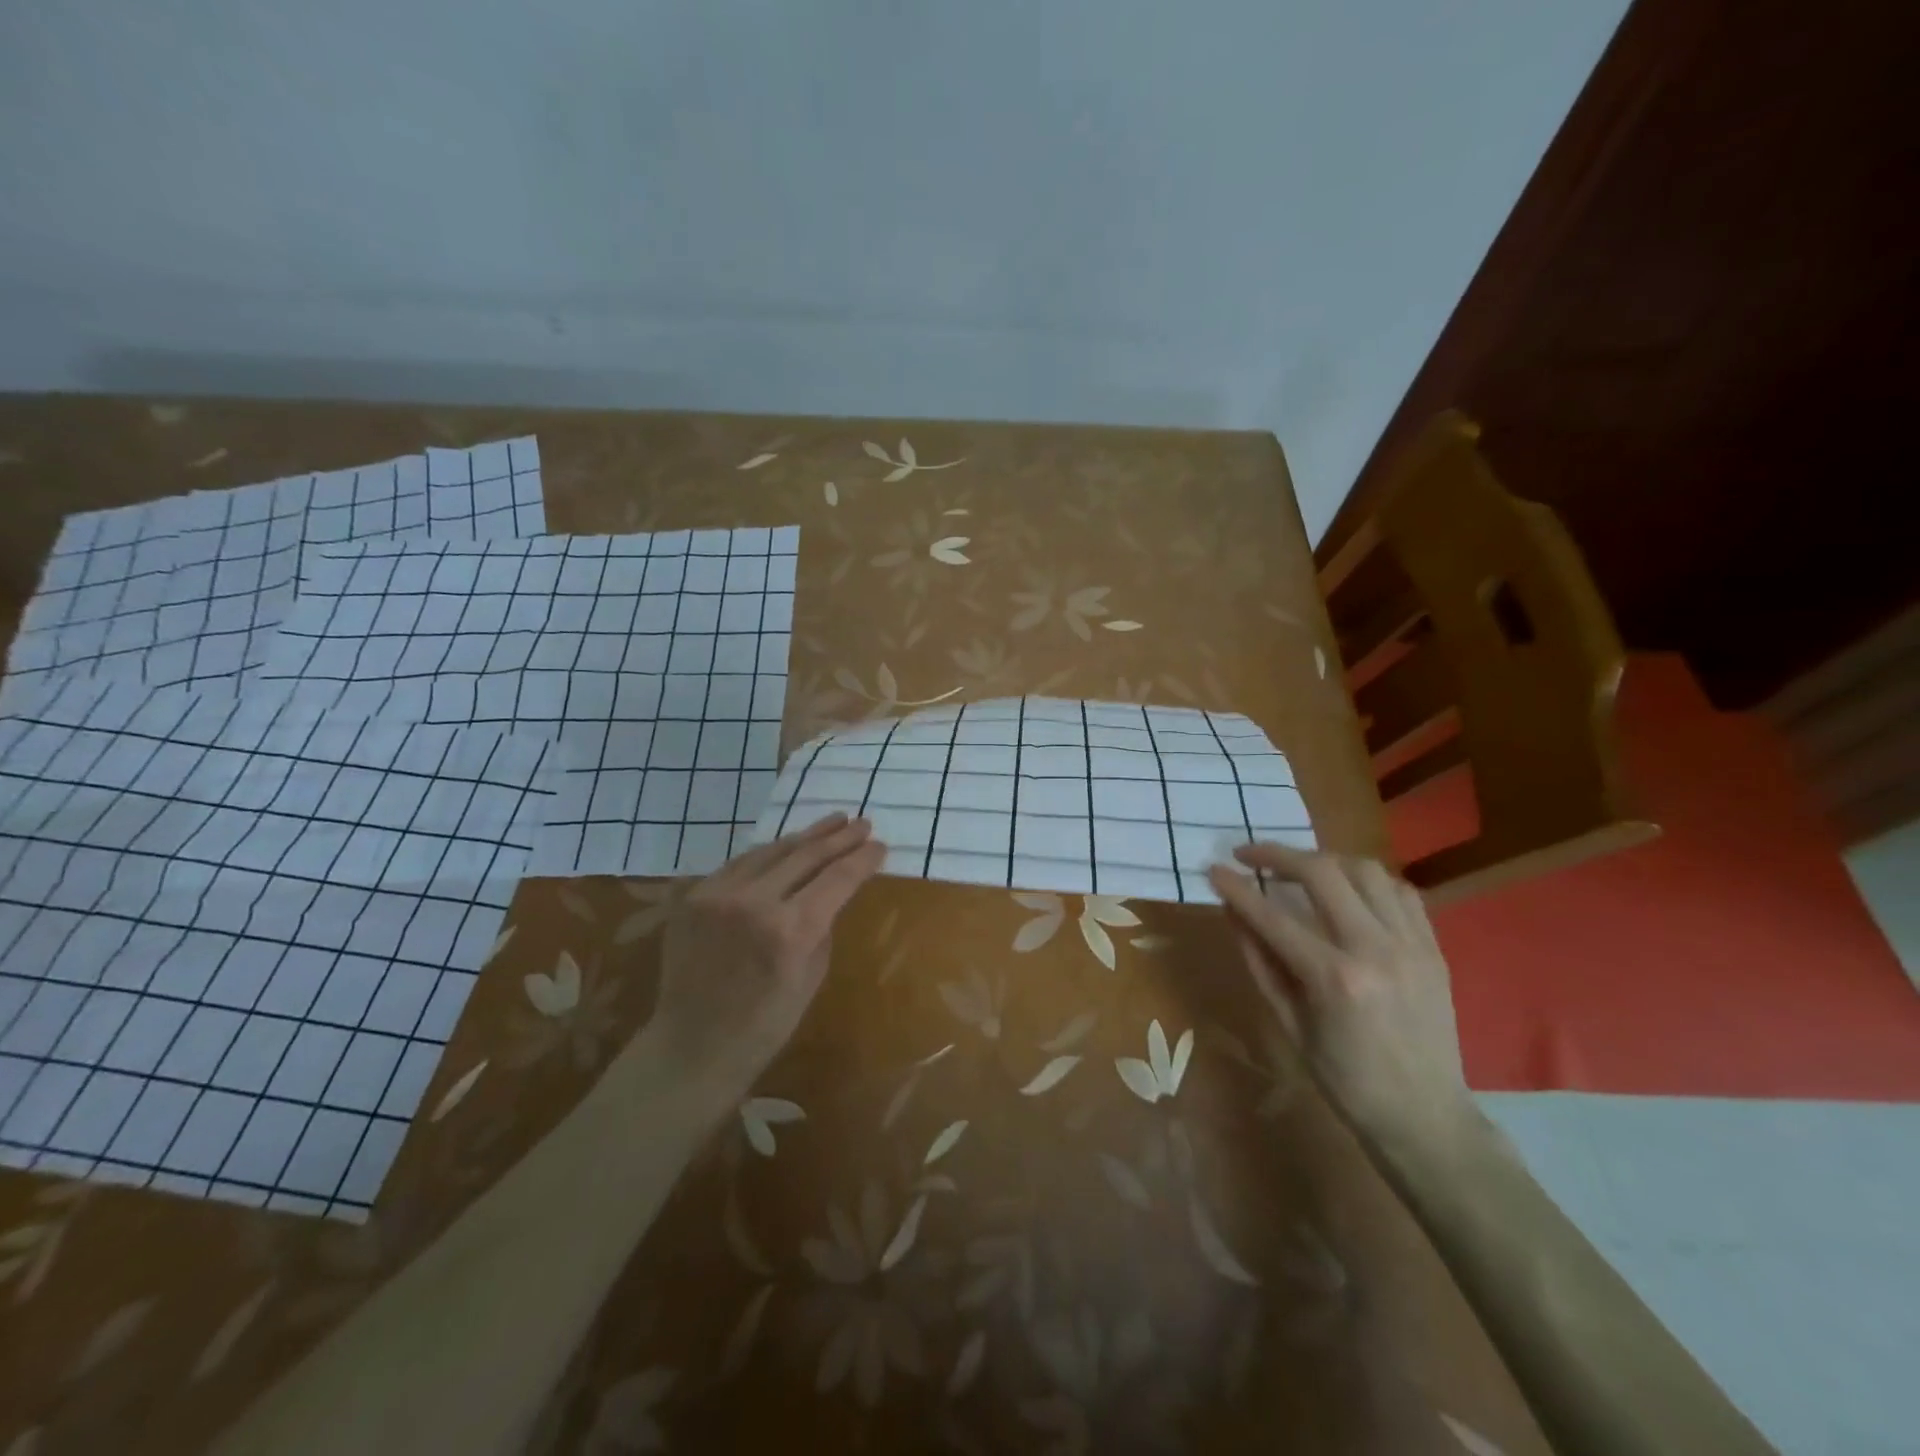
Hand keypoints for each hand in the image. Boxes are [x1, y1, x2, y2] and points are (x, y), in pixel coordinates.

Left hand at [650, 814, 885, 1095]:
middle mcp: (754, 902)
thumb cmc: (766, 1024)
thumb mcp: (812, 975)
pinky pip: (739, 864)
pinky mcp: (694, 896)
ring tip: (831, 823)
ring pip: (771, 850)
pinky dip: (768, 853)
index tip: (880, 845)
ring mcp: (718, 894)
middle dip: (839, 837)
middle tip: (862, 823)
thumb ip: (824, 925)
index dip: (863, 858)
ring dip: (805, 837)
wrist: (693, 1046)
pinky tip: (786, 846)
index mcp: (791, 930)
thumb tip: (832, 891)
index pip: (838, 878)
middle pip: (806, 855)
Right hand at [1207, 844, 1475, 1160]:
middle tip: (1249, 854)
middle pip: (1322, 872)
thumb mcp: (1289, 1024)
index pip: (1272, 915)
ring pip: (1365, 869)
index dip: (1237, 888)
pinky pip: (1399, 891)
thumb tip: (1234, 913)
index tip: (1213, 869)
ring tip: (1299, 870)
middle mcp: (1375, 949)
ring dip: (1324, 860)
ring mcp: (1411, 944)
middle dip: (1277, 854)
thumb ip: (1261, 962)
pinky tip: (1347, 892)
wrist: (1426, 1118)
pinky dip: (1366, 881)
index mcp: (1334, 978)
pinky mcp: (1433, 947)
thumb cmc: (1345, 1080)